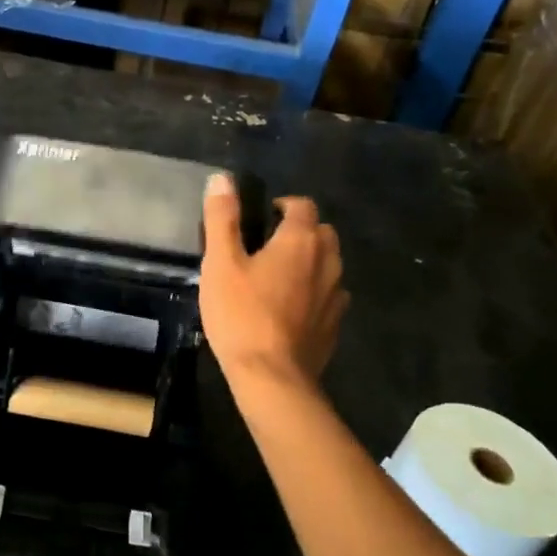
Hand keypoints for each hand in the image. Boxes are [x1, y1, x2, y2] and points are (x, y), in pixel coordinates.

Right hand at [200, 173, 347, 382]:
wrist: (271, 377)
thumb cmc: (241, 315)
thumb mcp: (220, 263)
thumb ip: (222, 218)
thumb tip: (222, 178)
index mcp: (300, 240)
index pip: (302, 205)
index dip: (282, 205)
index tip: (260, 219)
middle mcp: (327, 261)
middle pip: (322, 232)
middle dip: (300, 232)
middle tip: (266, 247)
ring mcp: (336, 295)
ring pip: (329, 264)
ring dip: (309, 262)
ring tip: (277, 278)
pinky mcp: (335, 324)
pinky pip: (329, 295)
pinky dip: (314, 292)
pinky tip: (290, 309)